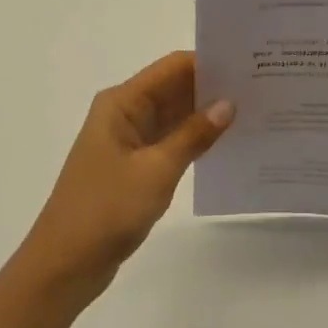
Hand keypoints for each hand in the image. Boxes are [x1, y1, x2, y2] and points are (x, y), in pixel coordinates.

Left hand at [17, 52, 234, 304]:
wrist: (65, 265)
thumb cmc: (106, 210)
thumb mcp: (156, 170)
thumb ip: (194, 135)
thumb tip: (228, 103)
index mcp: (122, 103)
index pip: (173, 68)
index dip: (209, 62)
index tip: (250, 65)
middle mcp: (125, 113)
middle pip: (175, 88)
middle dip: (214, 87)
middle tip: (262, 88)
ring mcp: (129, 141)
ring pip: (175, 115)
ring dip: (207, 114)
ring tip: (255, 111)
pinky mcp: (136, 166)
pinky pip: (172, 141)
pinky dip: (196, 140)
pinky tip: (228, 142)